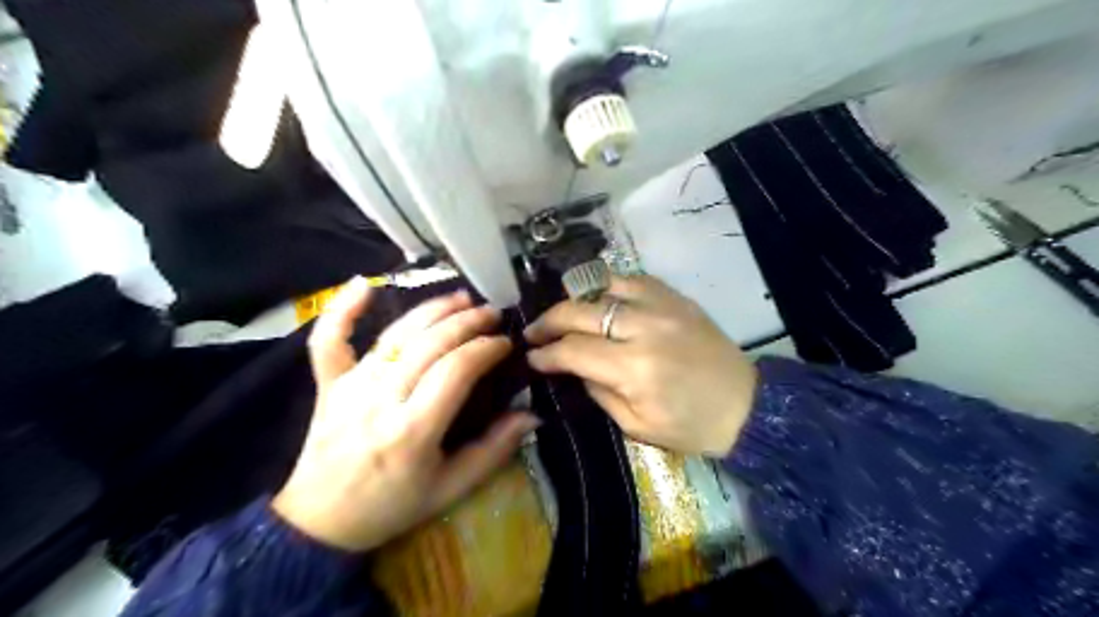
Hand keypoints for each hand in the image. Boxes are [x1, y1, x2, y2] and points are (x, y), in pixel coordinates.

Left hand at [275, 276, 538, 550]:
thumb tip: (532, 414)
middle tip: (492, 313)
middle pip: (429, 344)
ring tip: (460, 298)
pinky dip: (342, 309)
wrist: (320, 522)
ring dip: (430, 310)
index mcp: (412, 431)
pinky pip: (329, 341)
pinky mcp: (329, 384)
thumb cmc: (392, 506)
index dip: (485, 349)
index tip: (505, 343)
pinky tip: (363, 282)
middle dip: (466, 322)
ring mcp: (350, 387)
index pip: (456, 370)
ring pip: (395, 335)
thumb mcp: (451, 488)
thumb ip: (494, 450)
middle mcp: (381, 400)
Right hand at [523, 275, 756, 458]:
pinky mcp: (676, 298)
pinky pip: (633, 278)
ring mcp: (662, 306)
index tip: (530, 356)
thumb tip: (574, 367)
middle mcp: (644, 329)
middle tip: (534, 331)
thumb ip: (599, 392)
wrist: (746, 406)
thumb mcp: (637, 426)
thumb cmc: (691, 426)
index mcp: (634, 369)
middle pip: (580, 311)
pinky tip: (599, 298)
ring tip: (564, 313)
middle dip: (549, 321)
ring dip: (576, 298)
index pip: (574, 350)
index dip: (546, 353)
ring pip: (603, 285)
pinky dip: (609, 285)